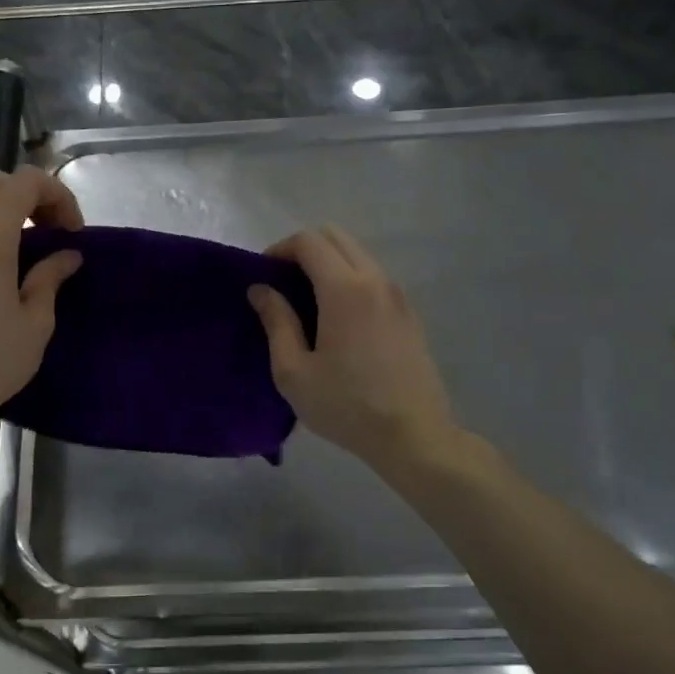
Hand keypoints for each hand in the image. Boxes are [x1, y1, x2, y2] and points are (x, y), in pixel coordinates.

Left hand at [0, 166, 83, 443]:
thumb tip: (67, 255)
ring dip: (9, 211)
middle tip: (55, 232)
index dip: (57, 195)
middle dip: (33, 196)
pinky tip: (3, 267)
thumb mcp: (35, 323)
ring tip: (32, 250)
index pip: (24, 182)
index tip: (73, 232)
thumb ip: (50, 278)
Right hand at [248, 225, 454, 467]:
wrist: (414, 436)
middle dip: (304, 250)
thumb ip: (276, 322)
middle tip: (283, 284)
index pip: (309, 241)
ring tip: (308, 303)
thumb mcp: (294, 371)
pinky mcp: (409, 314)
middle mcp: (375, 280)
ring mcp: (398, 296)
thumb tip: (261, 289)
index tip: (263, 276)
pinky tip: (338, 321)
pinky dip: (350, 281)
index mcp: (345, 289)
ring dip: (329, 265)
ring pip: (358, 255)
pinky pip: (374, 278)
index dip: (279, 249)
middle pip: (336, 237)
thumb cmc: (346, 405)